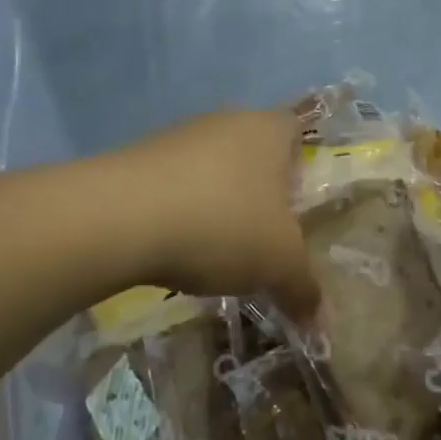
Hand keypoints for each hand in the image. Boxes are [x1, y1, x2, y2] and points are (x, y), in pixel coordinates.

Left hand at [113, 108, 318, 321]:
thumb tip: (320, 319)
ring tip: (217, 249)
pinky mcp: (137, 158)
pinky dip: (180, 210)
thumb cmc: (223, 225)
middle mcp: (226, 120)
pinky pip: (173, 184)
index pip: (298, 129)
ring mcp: (178, 136)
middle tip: (263, 235)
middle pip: (253, 151)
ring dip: (216, 202)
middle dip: (259, 191)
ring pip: (211, 168)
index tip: (298, 203)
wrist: (120, 218)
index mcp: (269, 129)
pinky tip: (175, 246)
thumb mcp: (279, 265)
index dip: (302, 163)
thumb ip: (304, 288)